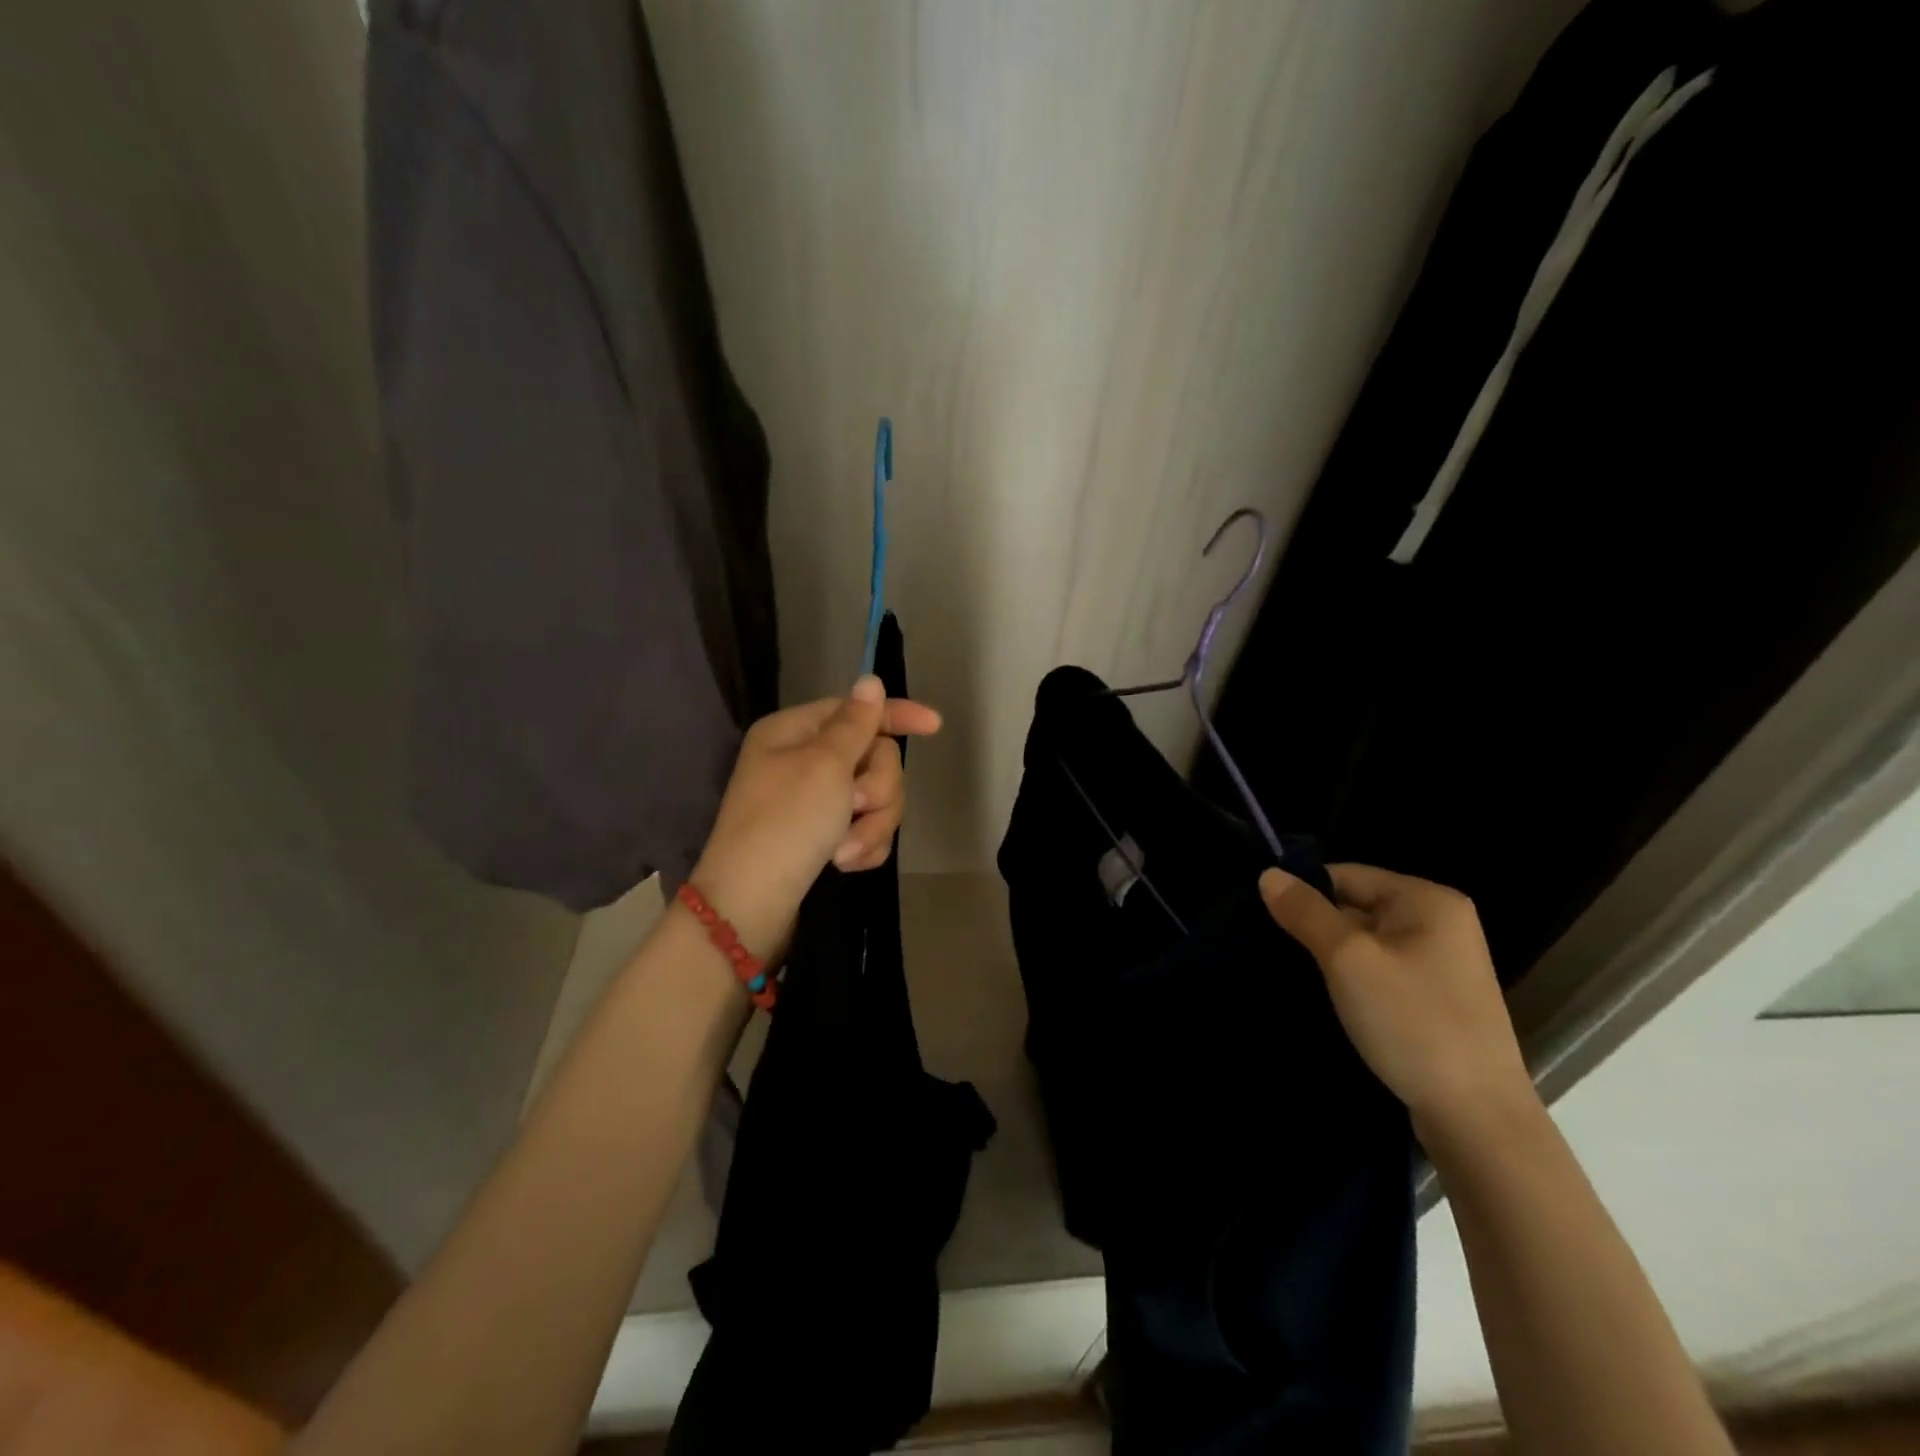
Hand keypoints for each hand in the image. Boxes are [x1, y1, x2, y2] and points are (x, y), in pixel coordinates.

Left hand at [691, 677, 940, 959]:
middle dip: (877, 788)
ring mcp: (814, 802)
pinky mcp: (824, 837)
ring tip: (845, 850)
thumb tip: (870, 680)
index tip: (935, 725)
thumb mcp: (825, 765)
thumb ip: (856, 723)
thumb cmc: (787, 823)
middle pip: (874, 758)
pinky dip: (862, 845)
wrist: (751, 906)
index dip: (897, 715)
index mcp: (795, 732)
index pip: (857, 711)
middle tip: (855, 806)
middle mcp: (803, 761)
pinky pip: (866, 829)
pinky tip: (845, 864)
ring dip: (871, 824)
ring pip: (876, 798)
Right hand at [1258, 863, 1534, 1141]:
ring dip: (1331, 957)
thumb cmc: (1411, 1022)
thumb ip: (1305, 912)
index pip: (1346, 874)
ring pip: (1365, 942)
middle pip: (1356, 905)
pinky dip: (1353, 980)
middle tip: (1276, 950)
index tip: (1267, 920)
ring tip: (1295, 975)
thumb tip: (1267, 874)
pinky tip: (1329, 1000)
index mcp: (1428, 900)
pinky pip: (1381, 971)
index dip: (1304, 893)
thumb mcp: (1347, 959)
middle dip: (1316, 926)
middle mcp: (1441, 922)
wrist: (1477, 1119)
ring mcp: (1442, 964)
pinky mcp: (1437, 999)